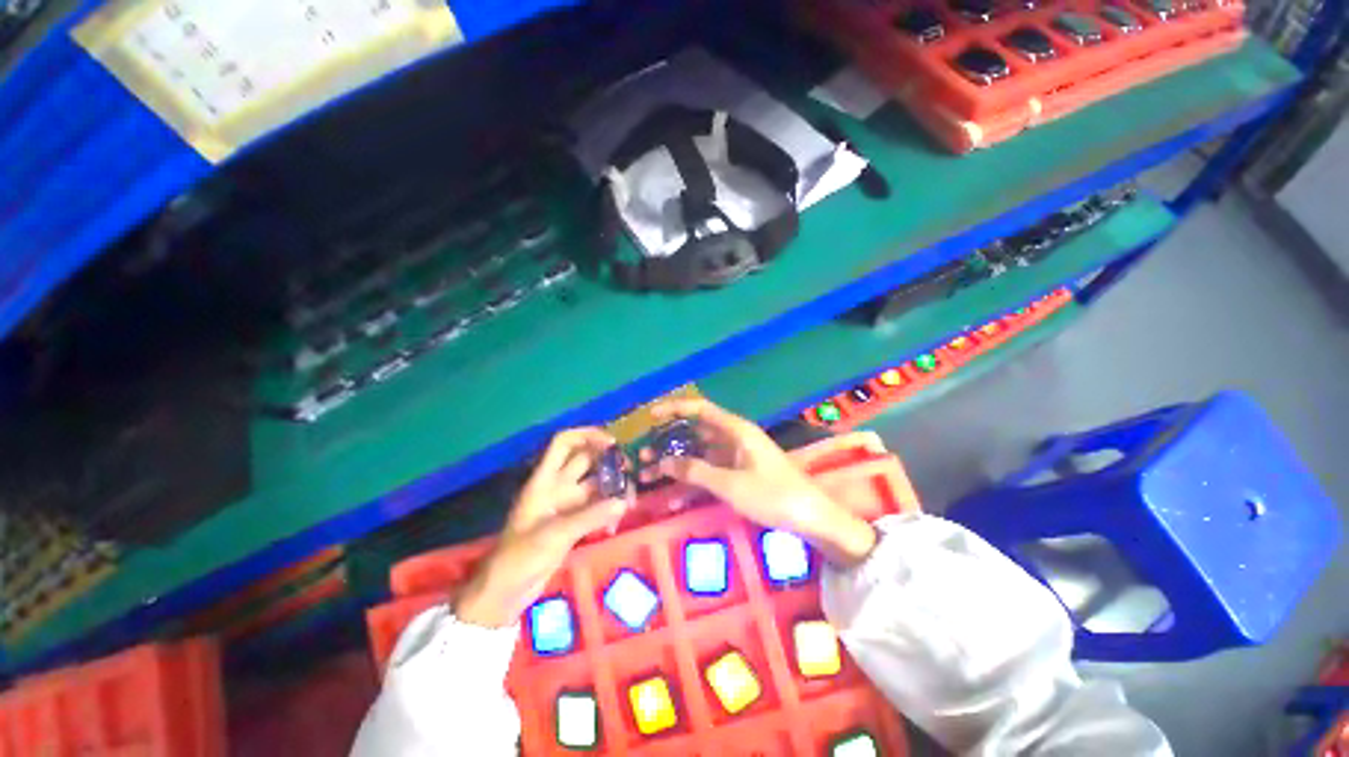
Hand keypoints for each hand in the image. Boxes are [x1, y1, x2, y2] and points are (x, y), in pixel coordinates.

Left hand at [456, 428, 630, 627]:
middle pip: (584, 461)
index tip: (612, 443)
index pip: (564, 444)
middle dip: (606, 461)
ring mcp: (565, 505)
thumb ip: (590, 516)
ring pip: (593, 485)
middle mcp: (556, 487)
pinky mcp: (572, 523)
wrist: (506, 591)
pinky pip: (594, 507)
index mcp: (544, 481)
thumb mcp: (556, 534)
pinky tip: (616, 523)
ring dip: (611, 488)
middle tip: (629, 469)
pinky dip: (606, 510)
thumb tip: (623, 502)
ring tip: (630, 500)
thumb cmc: (522, 556)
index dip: (587, 436)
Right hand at [645, 398, 876, 566]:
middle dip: (669, 442)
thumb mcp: (730, 484)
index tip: (650, 417)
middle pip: (695, 432)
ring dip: (678, 463)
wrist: (811, 518)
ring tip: (650, 475)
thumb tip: (663, 462)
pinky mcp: (740, 472)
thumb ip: (695, 471)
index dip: (675, 408)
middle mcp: (735, 438)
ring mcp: (737, 456)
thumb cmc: (773, 495)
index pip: (700, 409)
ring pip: (700, 453)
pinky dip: (694, 479)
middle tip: (643, 456)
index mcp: (736, 430)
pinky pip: (711, 470)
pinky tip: (675, 495)